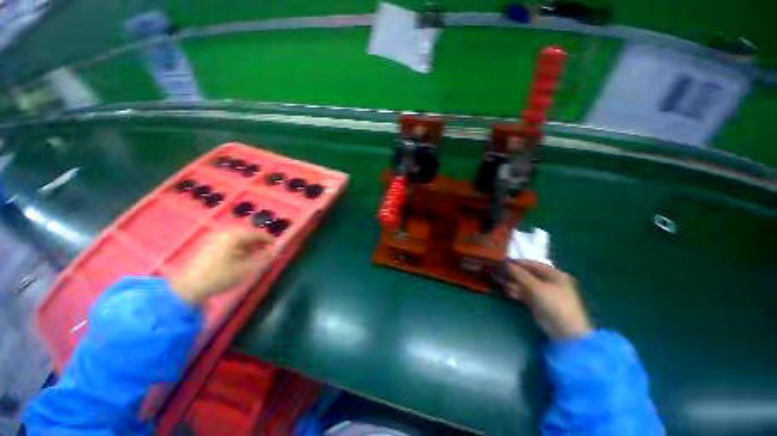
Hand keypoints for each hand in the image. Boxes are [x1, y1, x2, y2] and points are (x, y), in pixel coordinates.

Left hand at [171, 229, 273, 304]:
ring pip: (237, 238)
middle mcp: (224, 233)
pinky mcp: (208, 246)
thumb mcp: (246, 268)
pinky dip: (239, 248)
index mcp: (234, 236)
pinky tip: (241, 257)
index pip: (257, 233)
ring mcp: (214, 239)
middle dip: (259, 242)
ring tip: (256, 255)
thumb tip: (275, 252)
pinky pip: (229, 242)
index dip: (269, 239)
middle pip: (247, 234)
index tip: (277, 246)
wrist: (188, 288)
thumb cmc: (220, 276)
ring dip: (249, 245)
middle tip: (267, 251)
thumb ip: (263, 258)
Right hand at [505, 261, 591, 339]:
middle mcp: (549, 281)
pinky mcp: (538, 302)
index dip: (516, 263)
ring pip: (524, 283)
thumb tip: (505, 263)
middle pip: (527, 274)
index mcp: (554, 274)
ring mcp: (544, 292)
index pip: (532, 264)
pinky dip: (516, 291)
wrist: (565, 333)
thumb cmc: (554, 305)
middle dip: (513, 273)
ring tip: (501, 283)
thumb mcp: (536, 287)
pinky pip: (525, 293)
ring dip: (513, 283)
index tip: (502, 262)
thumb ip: (520, 274)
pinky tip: (508, 292)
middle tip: (498, 273)